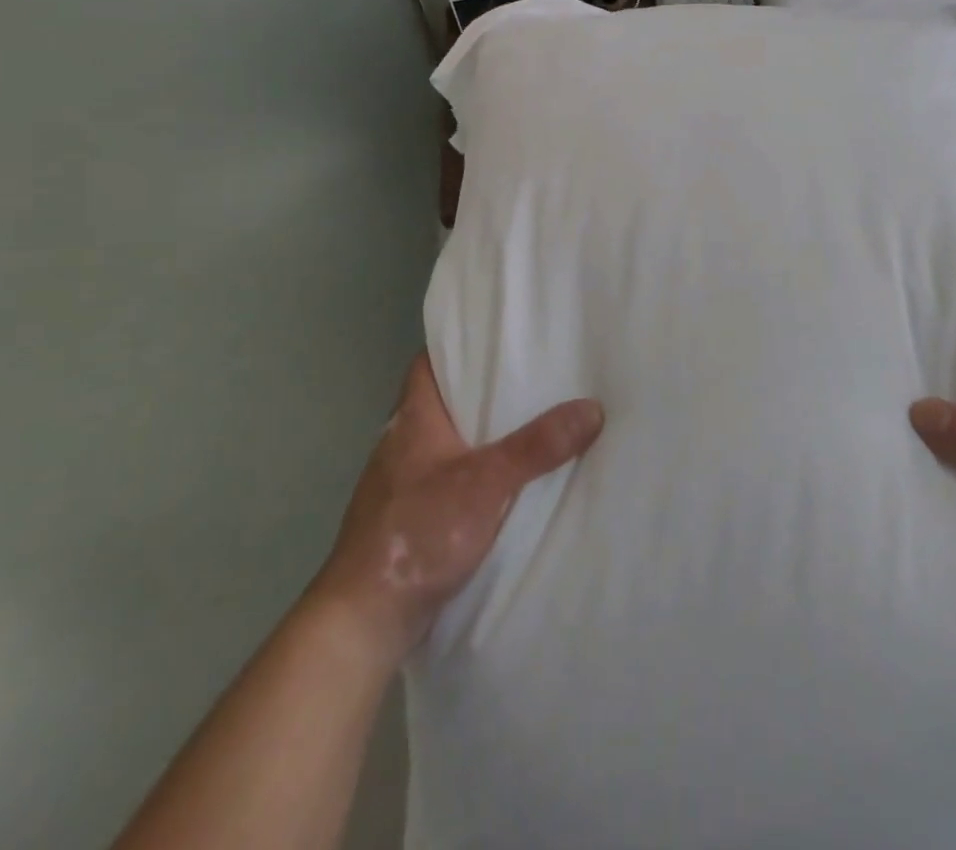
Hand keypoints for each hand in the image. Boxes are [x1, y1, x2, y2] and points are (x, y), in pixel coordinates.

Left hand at [313, 352, 603, 664]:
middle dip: (485, 389)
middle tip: (534, 374)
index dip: (460, 345)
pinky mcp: (411, 518)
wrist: (363, 620)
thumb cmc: (417, 532)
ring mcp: (404, 482)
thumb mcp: (486, 482)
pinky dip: (477, 470)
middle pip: (445, 399)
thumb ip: (537, 446)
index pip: (430, 361)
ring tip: (532, 420)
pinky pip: (451, 477)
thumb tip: (592, 407)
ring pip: (450, 441)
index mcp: (412, 418)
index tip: (500, 336)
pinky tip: (508, 480)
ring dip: (482, 433)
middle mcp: (404, 442)